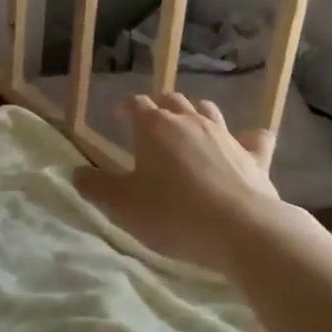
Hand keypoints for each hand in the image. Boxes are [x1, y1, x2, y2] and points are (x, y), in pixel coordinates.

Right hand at [72, 93, 317, 274]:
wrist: (241, 230)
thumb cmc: (172, 214)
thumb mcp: (122, 205)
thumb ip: (96, 187)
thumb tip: (76, 173)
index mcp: (154, 127)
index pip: (136, 104)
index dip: (125, 108)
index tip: (118, 116)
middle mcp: (190, 121)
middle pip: (172, 101)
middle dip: (159, 106)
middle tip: (151, 121)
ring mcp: (226, 136)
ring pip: (208, 110)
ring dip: (195, 113)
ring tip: (188, 126)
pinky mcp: (256, 157)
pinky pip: (255, 138)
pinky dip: (249, 137)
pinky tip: (250, 141)